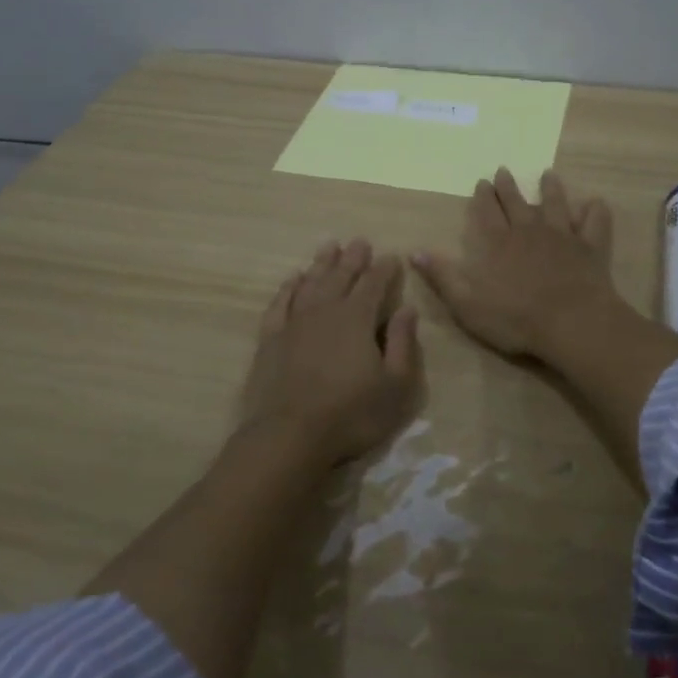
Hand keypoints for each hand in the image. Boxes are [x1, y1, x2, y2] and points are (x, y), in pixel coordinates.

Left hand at [236, 238, 423, 471]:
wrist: (289, 435)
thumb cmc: (351, 414)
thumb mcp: (395, 385)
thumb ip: (403, 343)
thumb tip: (407, 309)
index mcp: (358, 318)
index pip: (374, 284)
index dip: (384, 269)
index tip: (391, 256)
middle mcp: (326, 310)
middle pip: (341, 276)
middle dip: (353, 258)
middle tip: (360, 241)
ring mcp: (294, 322)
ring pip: (310, 282)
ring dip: (322, 263)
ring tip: (330, 246)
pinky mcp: (270, 339)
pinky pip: (280, 303)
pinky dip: (288, 287)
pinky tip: (293, 279)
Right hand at [413, 168, 618, 359]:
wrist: (571, 323)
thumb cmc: (515, 318)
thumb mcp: (466, 303)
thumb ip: (442, 275)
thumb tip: (414, 251)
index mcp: (497, 243)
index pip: (487, 212)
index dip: (483, 197)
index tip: (482, 182)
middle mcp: (528, 231)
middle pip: (516, 203)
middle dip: (508, 187)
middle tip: (504, 171)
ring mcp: (562, 236)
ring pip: (555, 205)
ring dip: (551, 189)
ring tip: (548, 175)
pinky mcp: (590, 247)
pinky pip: (595, 223)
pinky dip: (595, 211)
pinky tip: (596, 202)